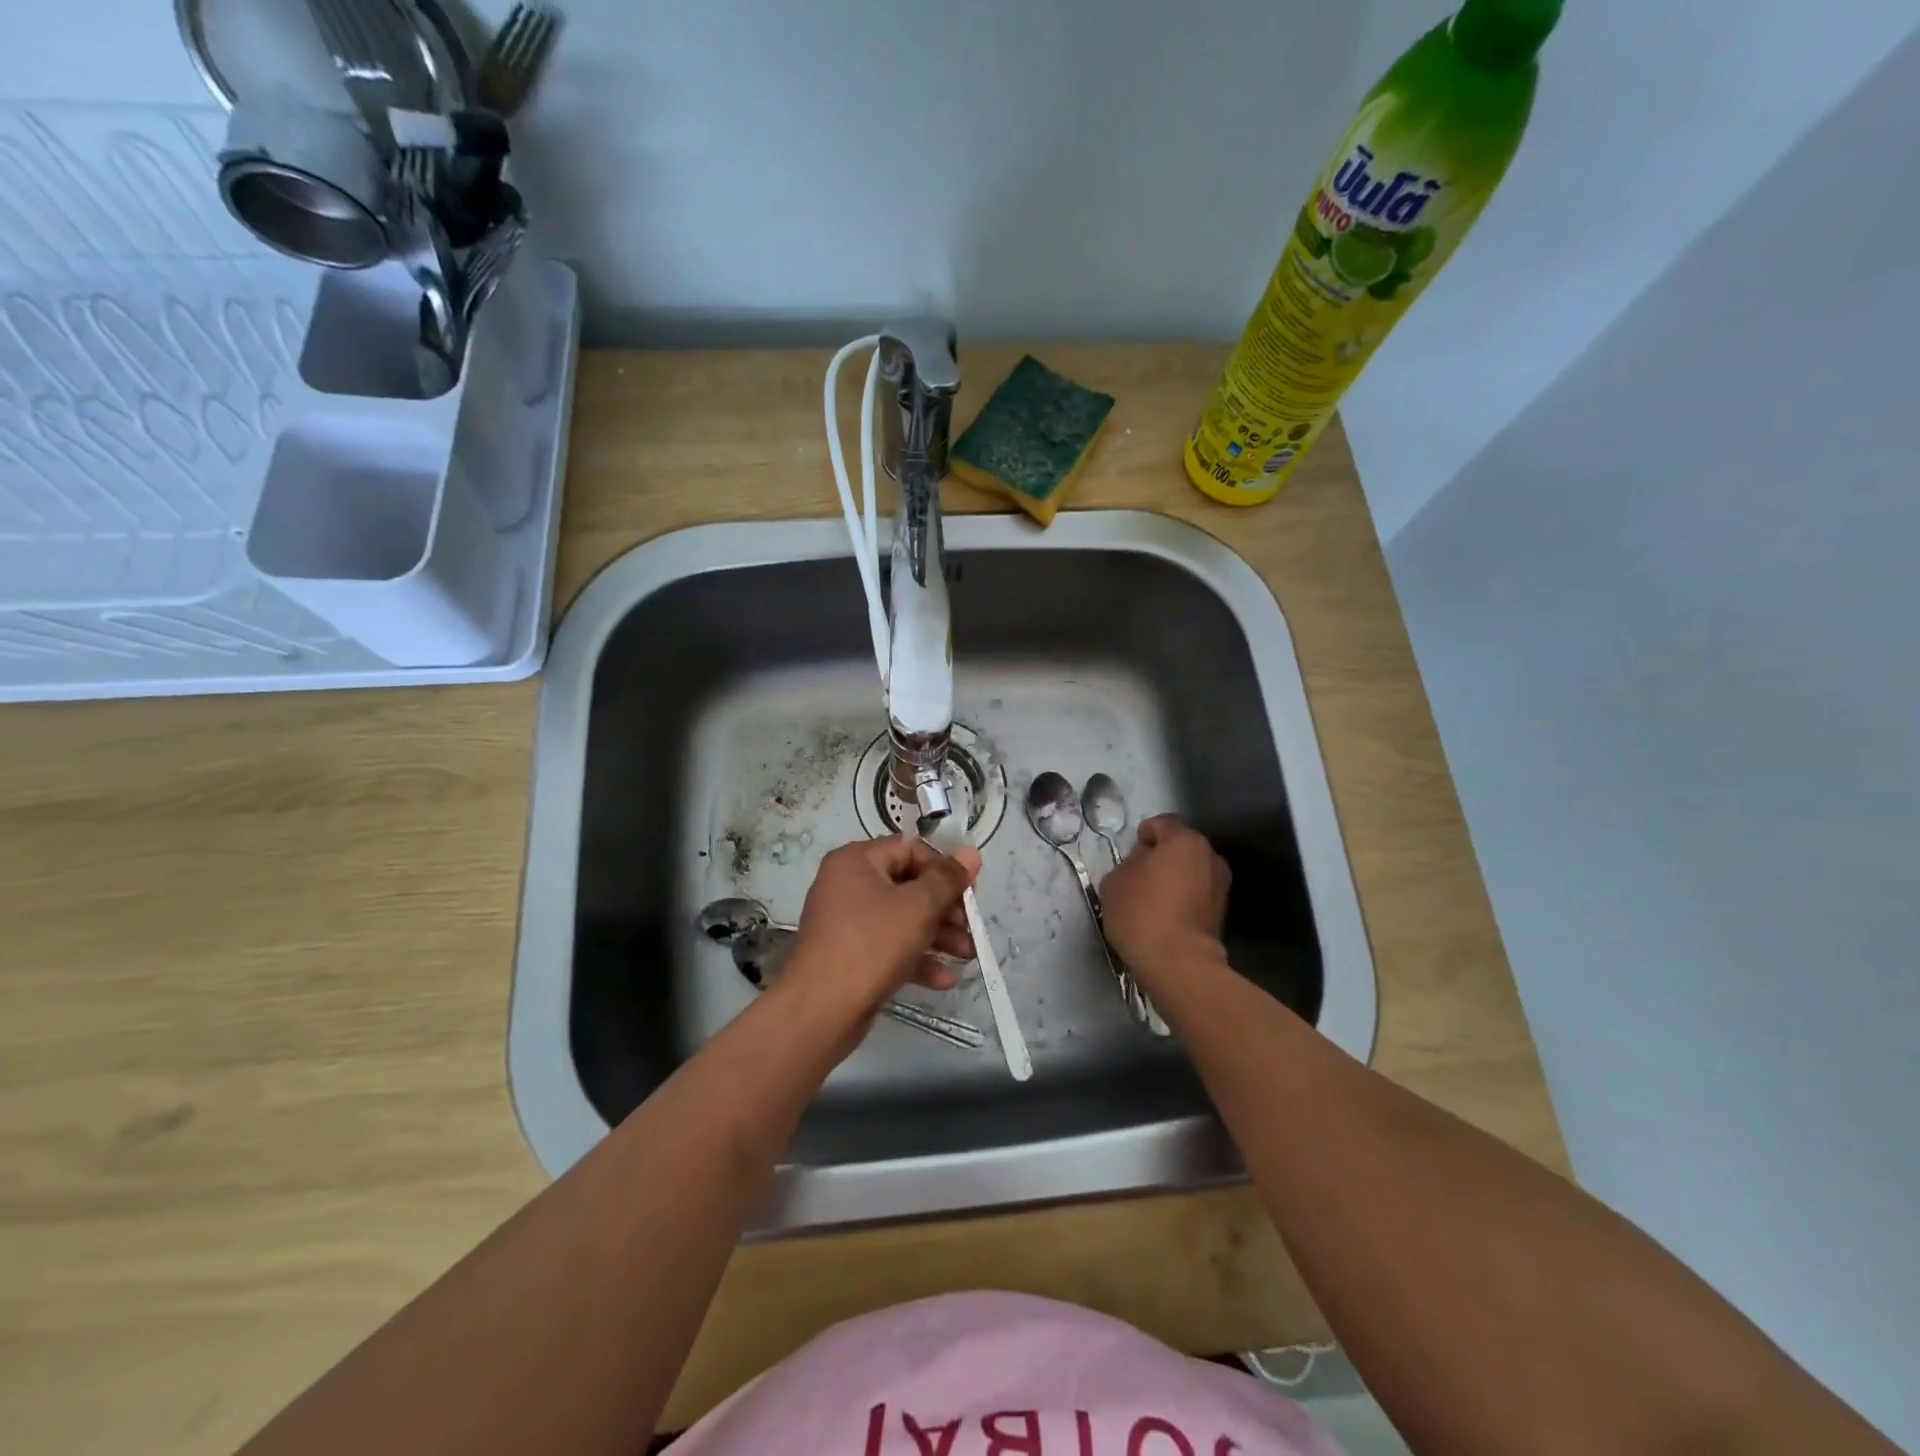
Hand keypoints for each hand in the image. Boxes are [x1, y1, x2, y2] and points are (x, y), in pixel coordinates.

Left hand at [782, 835, 981, 1022]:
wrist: (820, 1010)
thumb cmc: (872, 944)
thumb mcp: (918, 907)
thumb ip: (947, 879)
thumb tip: (971, 852)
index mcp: (856, 861)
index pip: (910, 849)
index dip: (943, 868)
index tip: (970, 891)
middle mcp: (848, 885)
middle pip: (908, 885)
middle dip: (946, 908)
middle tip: (972, 927)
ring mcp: (847, 922)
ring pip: (902, 919)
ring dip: (938, 935)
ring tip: (968, 956)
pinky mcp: (850, 955)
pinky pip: (889, 947)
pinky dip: (916, 958)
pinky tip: (946, 979)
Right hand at [1100, 815, 1231, 982]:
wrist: (1177, 963)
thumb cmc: (1141, 912)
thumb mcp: (1115, 880)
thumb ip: (1129, 862)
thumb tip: (1143, 864)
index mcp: (1184, 840)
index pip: (1162, 823)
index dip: (1143, 835)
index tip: (1130, 856)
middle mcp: (1210, 856)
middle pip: (1181, 846)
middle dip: (1162, 856)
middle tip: (1140, 877)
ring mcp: (1221, 885)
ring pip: (1192, 871)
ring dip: (1176, 879)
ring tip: (1154, 900)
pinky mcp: (1223, 912)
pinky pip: (1197, 894)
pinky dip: (1184, 899)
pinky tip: (1167, 917)